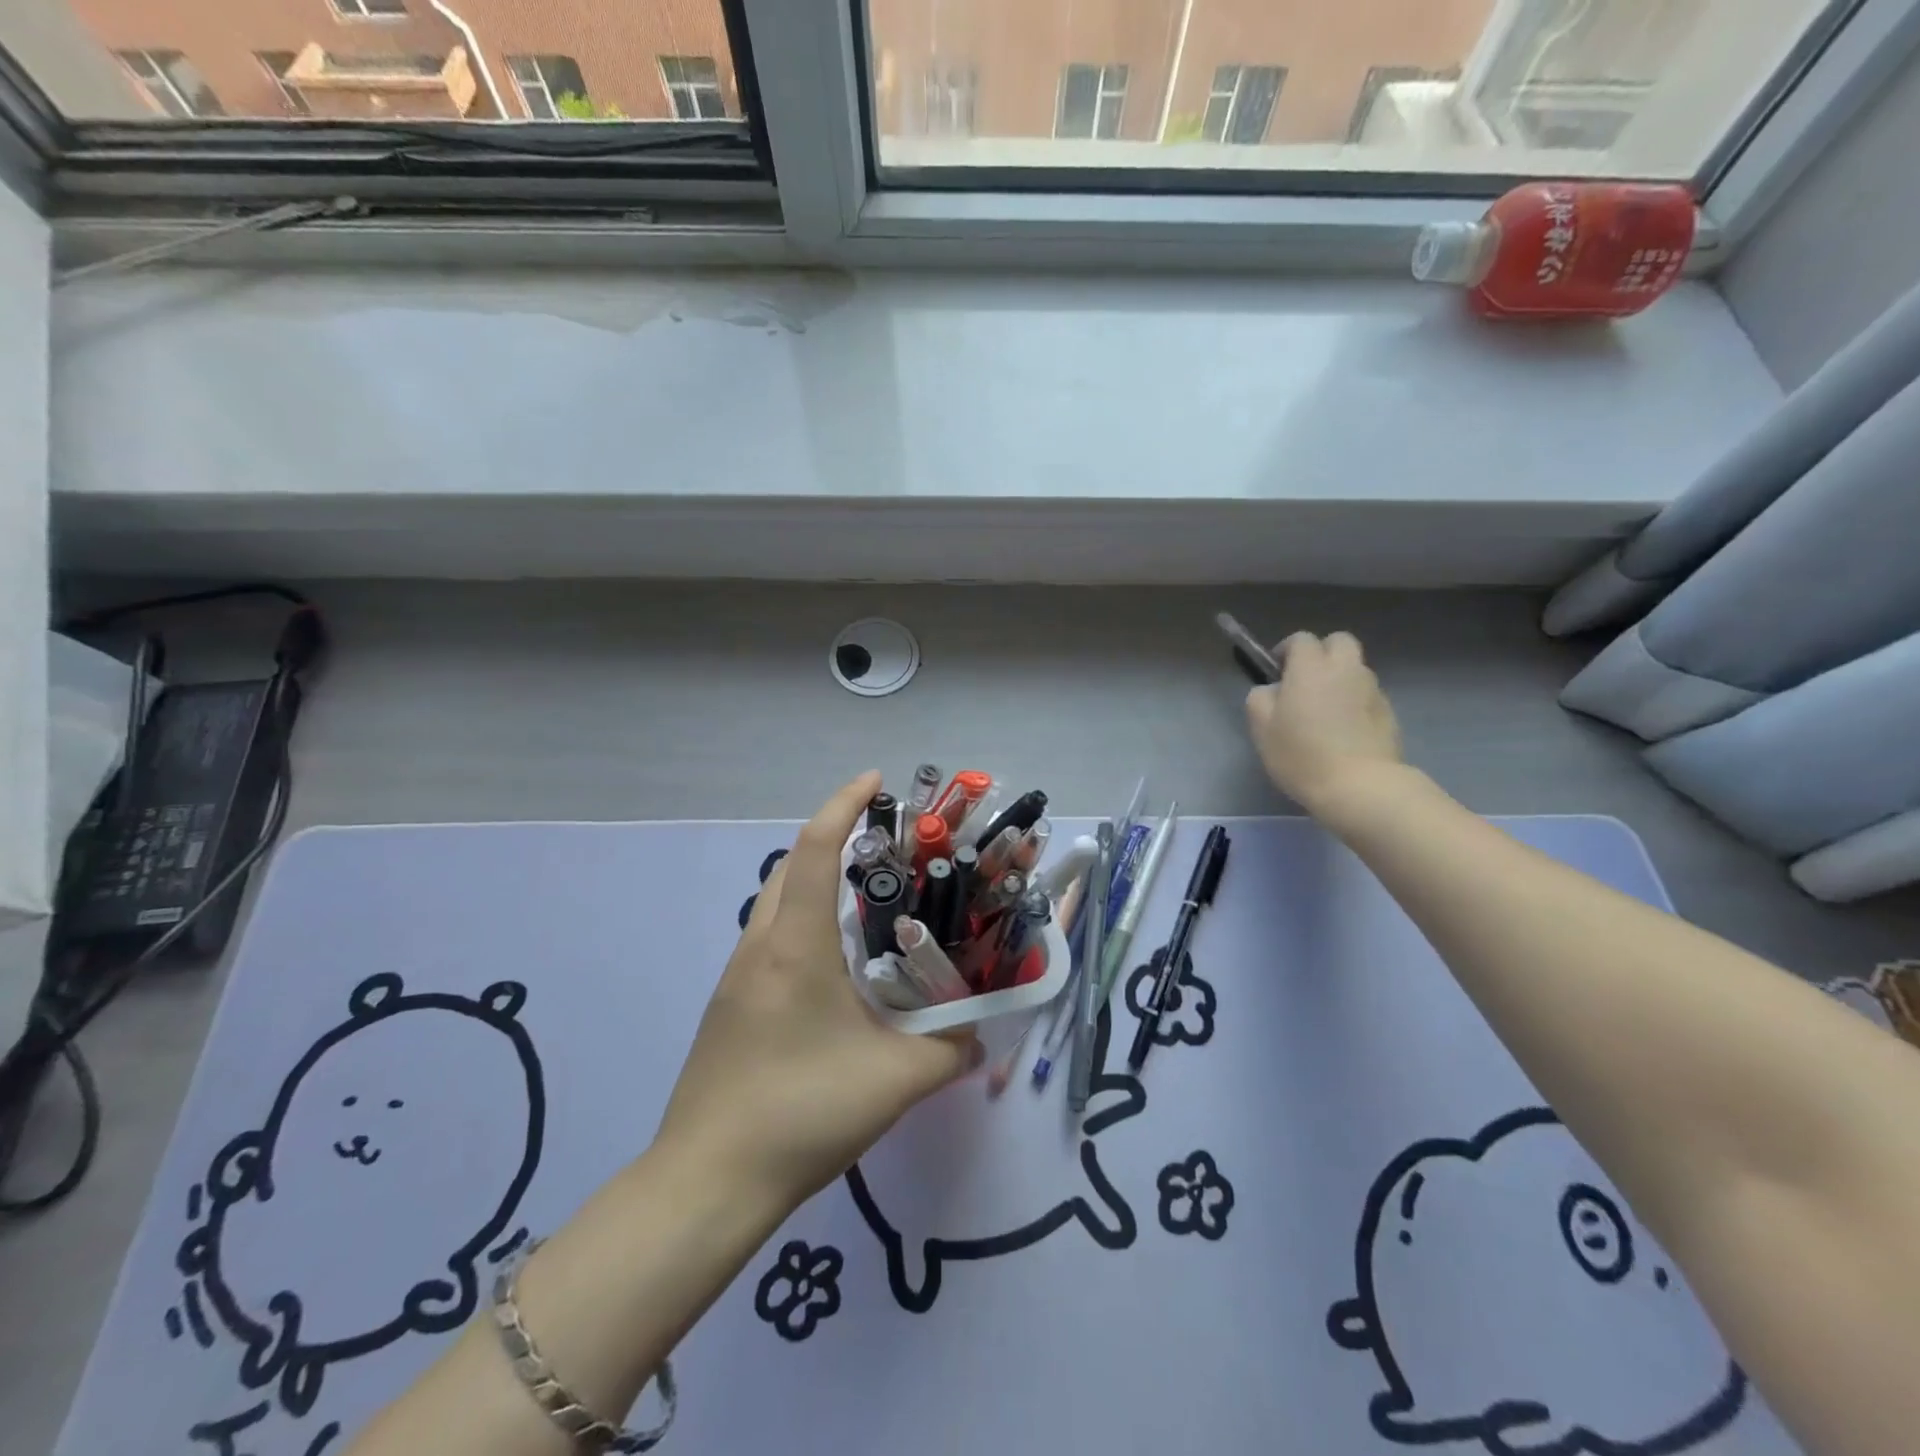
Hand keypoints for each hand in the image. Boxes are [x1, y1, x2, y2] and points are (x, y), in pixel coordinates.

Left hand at [655, 773, 981, 1209]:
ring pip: (776, 902)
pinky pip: (769, 938)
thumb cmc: (801, 1112)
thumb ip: (949, 1051)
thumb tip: (978, 1035)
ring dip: (815, 882)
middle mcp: (760, 946)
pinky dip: (803, 922)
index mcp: (796, 945)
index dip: (844, 804)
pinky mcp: (729, 1004)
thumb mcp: (894, 1081)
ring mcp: (737, 975)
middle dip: (834, 839)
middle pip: (791, 866)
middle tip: (885, 848)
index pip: (816, 849)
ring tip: (867, 901)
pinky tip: (835, 966)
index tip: (876, 782)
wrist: (706, 1183)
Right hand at [1245, 632, 1403, 815]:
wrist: (1359, 786)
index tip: (1277, 672)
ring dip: (1340, 677)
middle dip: (1322, 652)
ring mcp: (1372, 690)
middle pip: (1339, 641)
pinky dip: (1355, 701)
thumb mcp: (1261, 728)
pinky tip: (1345, 730)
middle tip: (1306, 680)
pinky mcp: (1388, 712)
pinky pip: (1367, 694)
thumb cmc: (1301, 755)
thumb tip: (1272, 690)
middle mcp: (1345, 669)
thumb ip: (1261, 698)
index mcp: (1311, 668)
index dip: (1287, 650)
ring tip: (1326, 708)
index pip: (1301, 639)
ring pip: (1356, 668)